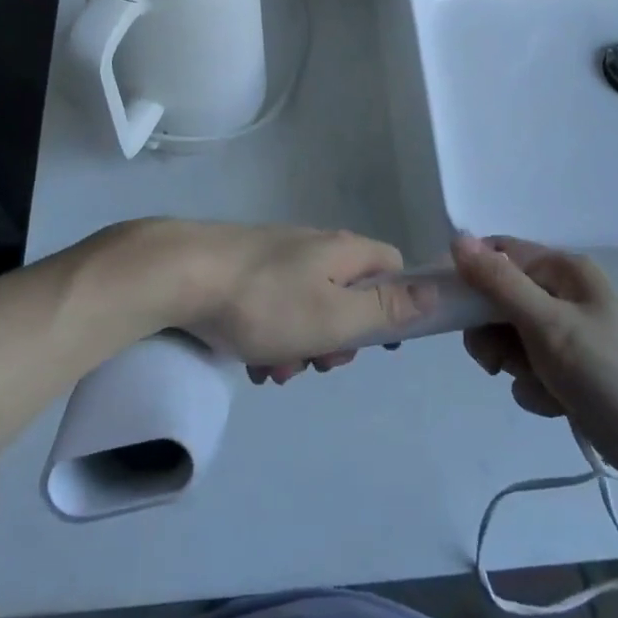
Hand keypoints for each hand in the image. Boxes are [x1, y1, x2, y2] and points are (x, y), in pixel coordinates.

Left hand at [133, 220, 423, 382]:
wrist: (180, 273)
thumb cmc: (266, 302)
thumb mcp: (335, 316)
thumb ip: (387, 309)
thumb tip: (436, 291)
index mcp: (344, 251)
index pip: (393, 268)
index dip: (395, 306)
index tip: (378, 344)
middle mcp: (315, 246)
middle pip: (349, 294)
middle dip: (337, 338)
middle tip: (317, 364)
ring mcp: (277, 256)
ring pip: (308, 308)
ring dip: (300, 346)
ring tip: (273, 371)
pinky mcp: (245, 269)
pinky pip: (274, 308)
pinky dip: (270, 336)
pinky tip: (250, 360)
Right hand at [454, 235, 617, 494]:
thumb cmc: (612, 373)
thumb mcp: (548, 325)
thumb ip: (499, 283)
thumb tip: (455, 238)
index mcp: (560, 270)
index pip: (496, 254)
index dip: (468, 276)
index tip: (450, 308)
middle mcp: (561, 294)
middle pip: (496, 299)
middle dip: (491, 332)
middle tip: (497, 359)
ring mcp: (566, 334)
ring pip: (507, 338)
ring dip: (513, 365)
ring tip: (541, 384)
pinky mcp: (569, 371)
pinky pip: (527, 370)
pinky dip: (533, 387)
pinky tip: (557, 403)